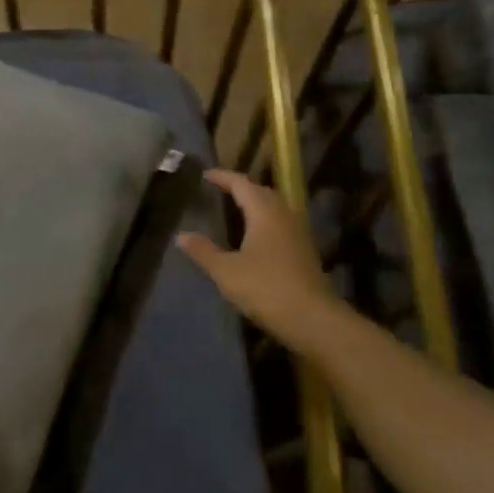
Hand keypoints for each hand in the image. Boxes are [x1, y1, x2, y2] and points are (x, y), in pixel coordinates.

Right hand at [178, 169, 341, 342]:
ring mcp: (298, 233)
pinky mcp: (304, 251)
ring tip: (235, 209)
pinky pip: (280, 224)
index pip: (241, 184)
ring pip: (274, 208)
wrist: (312, 318)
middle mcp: (284, 215)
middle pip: (261, 192)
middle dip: (240, 188)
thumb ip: (203, 251)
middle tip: (220, 189)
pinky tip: (254, 236)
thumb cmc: (265, 288)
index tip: (206, 174)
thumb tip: (181, 235)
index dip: (223, 177)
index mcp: (264, 212)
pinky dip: (264, 221)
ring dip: (255, 204)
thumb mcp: (226, 271)